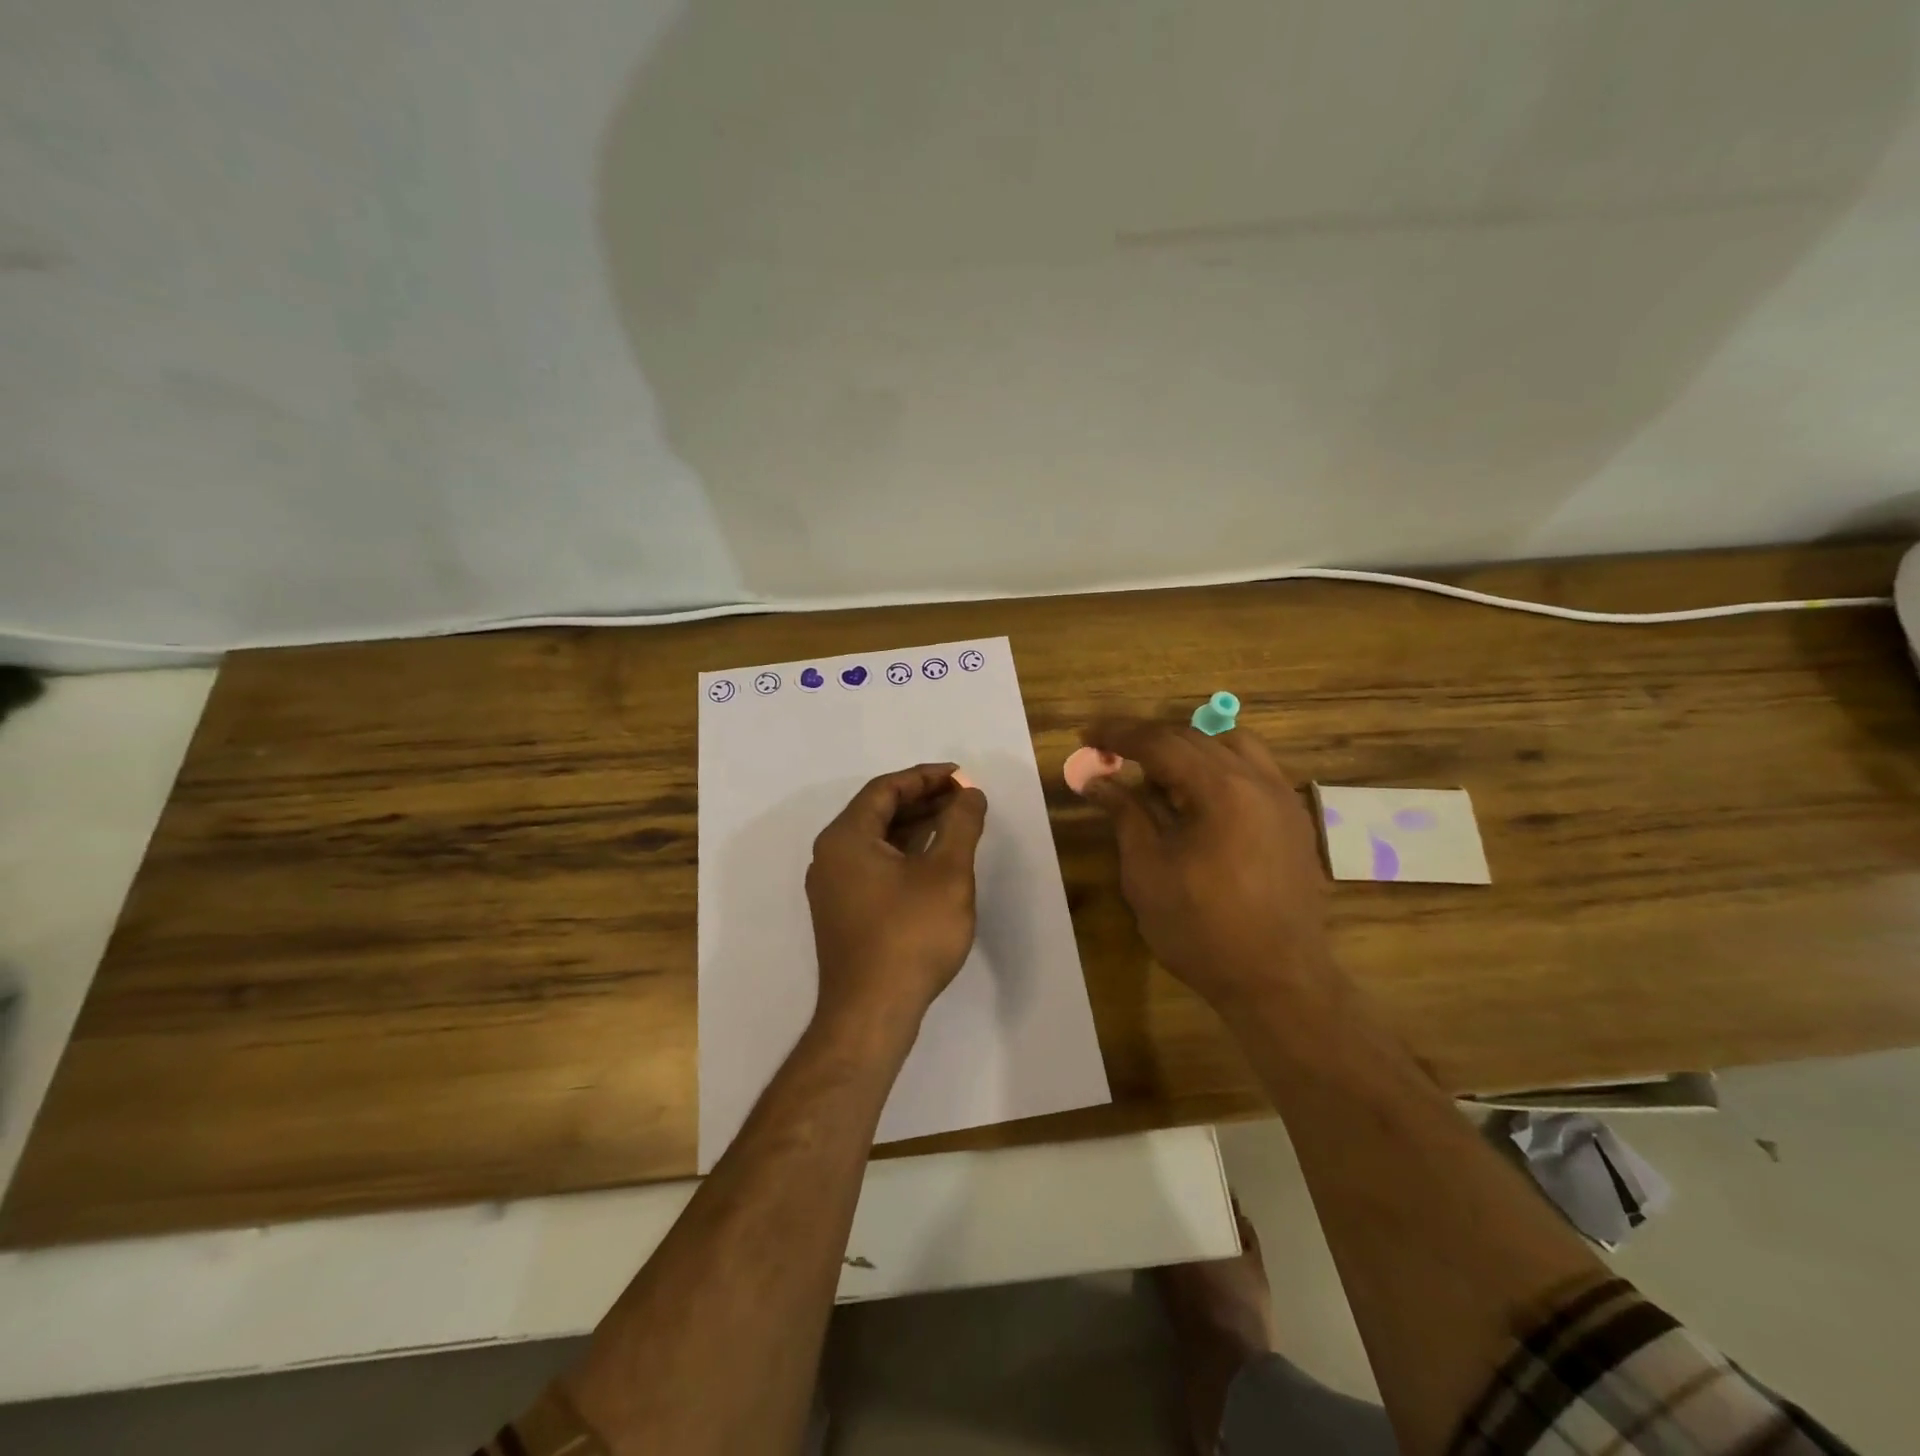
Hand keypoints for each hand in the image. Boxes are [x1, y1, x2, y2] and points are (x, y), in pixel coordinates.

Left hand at [806, 764, 988, 1036]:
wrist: (872, 1013)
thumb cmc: (911, 934)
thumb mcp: (947, 872)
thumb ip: (961, 824)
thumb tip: (969, 793)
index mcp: (846, 837)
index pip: (886, 789)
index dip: (926, 777)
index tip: (962, 776)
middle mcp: (830, 856)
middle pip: (878, 812)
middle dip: (923, 800)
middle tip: (964, 797)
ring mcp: (833, 887)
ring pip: (877, 841)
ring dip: (915, 827)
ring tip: (956, 822)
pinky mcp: (843, 913)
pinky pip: (874, 866)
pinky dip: (904, 854)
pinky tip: (935, 860)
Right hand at [1080, 719, 1332, 1010]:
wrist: (1279, 982)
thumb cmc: (1202, 930)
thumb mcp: (1148, 871)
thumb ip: (1125, 815)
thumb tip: (1096, 781)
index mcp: (1222, 789)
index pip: (1162, 742)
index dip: (1120, 735)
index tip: (1087, 734)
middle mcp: (1259, 781)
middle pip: (1196, 738)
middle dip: (1149, 739)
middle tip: (1110, 752)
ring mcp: (1283, 799)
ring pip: (1231, 746)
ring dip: (1188, 749)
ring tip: (1156, 773)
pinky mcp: (1293, 821)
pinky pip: (1253, 772)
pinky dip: (1218, 768)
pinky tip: (1196, 797)